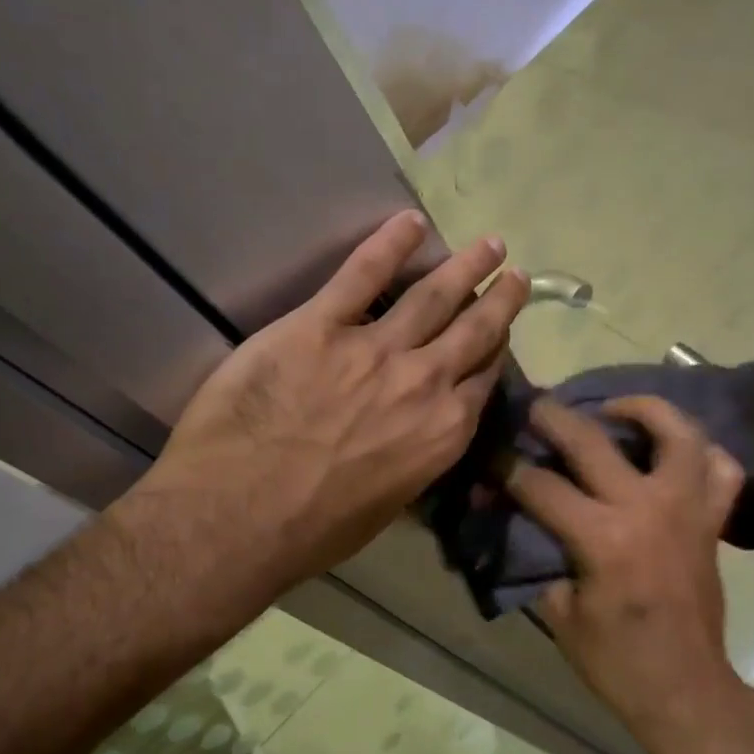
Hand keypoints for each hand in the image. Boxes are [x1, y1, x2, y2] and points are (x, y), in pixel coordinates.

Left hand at [124, 210, 528, 605]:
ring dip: (464, 267)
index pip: (483, 382)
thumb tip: (414, 440)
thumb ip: (412, 463)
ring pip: (433, 296)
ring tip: (488, 243)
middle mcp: (424, 384)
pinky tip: (410, 223)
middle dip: (498, 301)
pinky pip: (362, 274)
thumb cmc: (312, 531)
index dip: (495, 354)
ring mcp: (374, 349)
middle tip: (513, 276)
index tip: (501, 336)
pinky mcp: (320, 325)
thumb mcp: (386, 508)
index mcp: (442, 434)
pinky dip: (389, 244)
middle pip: (473, 332)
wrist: (240, 516)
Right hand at [506, 396, 750, 752]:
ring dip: (647, 410)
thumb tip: (518, 522)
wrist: (684, 688)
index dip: (508, 468)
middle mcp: (649, 509)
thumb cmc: (615, 661)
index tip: (491, 456)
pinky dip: (703, 452)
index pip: (542, 486)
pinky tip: (675, 452)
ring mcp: (688, 510)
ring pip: (680, 435)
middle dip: (557, 418)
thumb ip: (539, 558)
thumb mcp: (560, 612)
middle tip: (538, 405)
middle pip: (596, 441)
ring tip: (619, 409)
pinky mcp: (712, 522)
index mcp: (604, 538)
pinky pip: (723, 470)